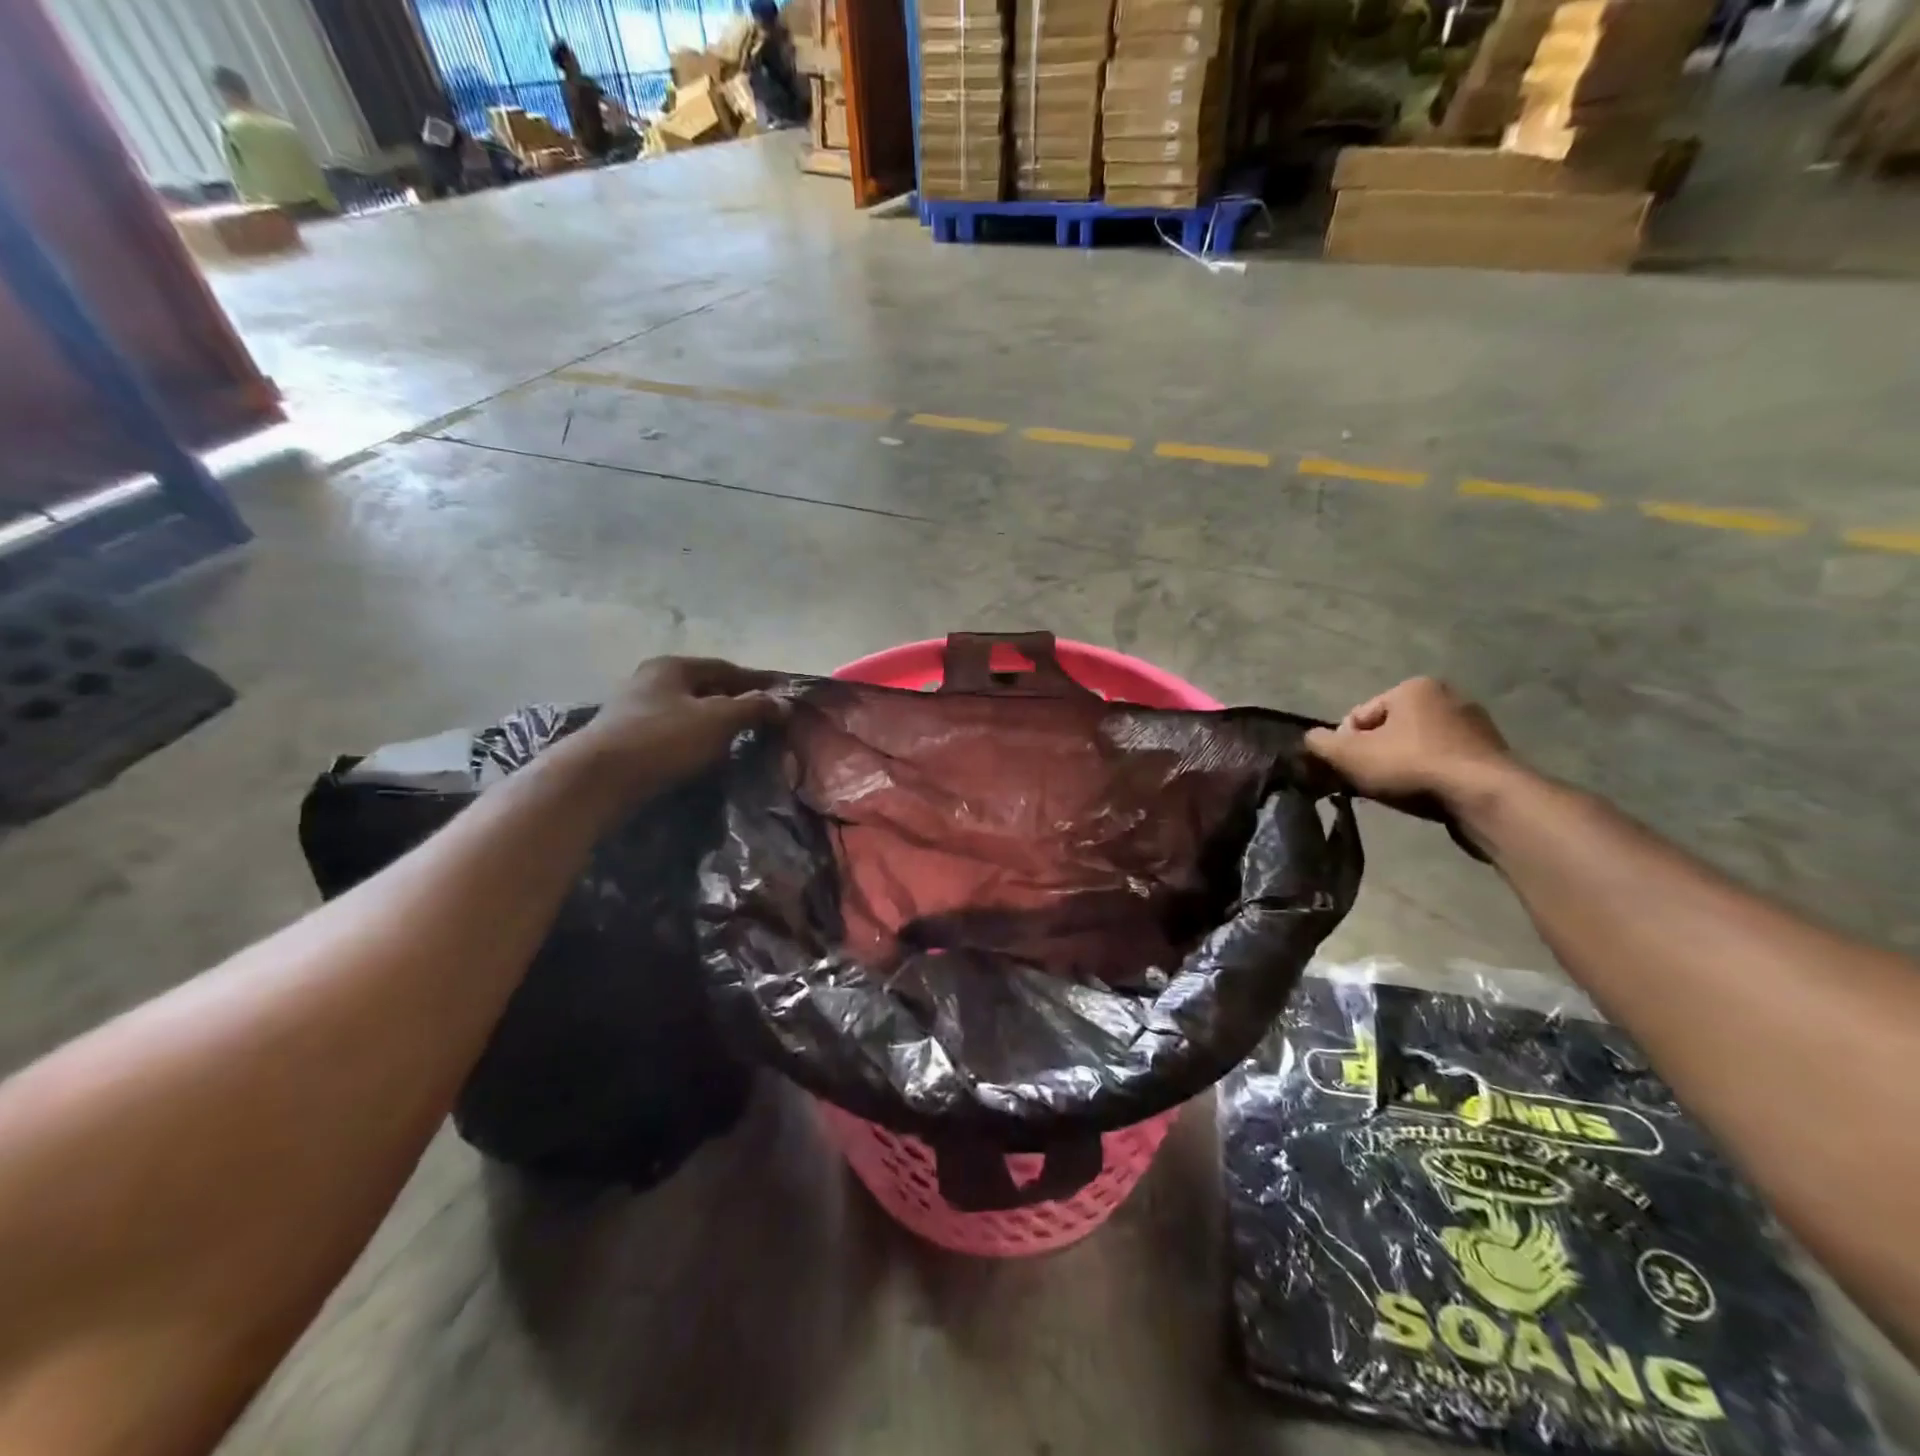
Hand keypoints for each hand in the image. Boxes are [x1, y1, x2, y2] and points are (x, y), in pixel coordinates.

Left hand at [576, 656, 785, 793]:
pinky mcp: (628, 738)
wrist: (597, 779)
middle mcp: (652, 680)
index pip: (727, 668)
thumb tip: (784, 703)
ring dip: (716, 722)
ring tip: (742, 739)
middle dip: (737, 701)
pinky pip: (674, 732)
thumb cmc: (663, 739)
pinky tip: (708, 754)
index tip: (784, 695)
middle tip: (766, 719)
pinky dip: (697, 738)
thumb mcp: (717, 720)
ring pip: (689, 711)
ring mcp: (636, 709)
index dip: (758, 682)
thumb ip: (753, 708)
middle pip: (706, 687)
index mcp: (674, 667)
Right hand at [1304, 677, 1512, 805]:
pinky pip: (1446, 762)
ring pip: (1418, 747)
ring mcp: (1475, 725)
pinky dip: (1431, 776)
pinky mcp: (1492, 754)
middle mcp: (1448, 696)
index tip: (1349, 770)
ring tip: (1399, 793)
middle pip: (1390, 730)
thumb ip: (1321, 743)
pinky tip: (1427, 796)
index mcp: (1414, 687)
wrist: (1484, 798)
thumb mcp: (1350, 755)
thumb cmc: (1412, 766)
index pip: (1360, 715)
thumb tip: (1311, 738)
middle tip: (1371, 784)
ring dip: (1403, 767)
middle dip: (1376, 755)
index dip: (1346, 744)